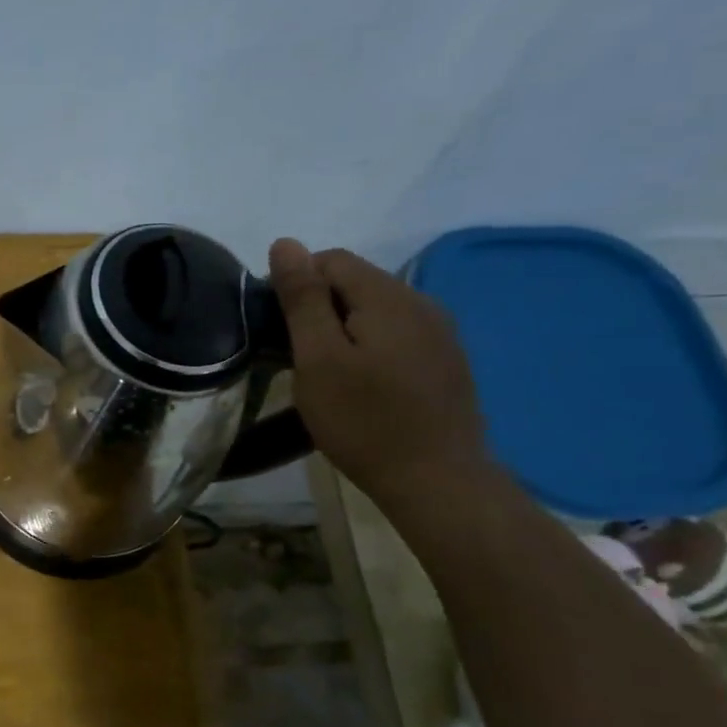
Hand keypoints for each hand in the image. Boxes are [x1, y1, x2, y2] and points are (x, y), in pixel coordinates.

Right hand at [268, 239, 488, 500]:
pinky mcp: (448, 362)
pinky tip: (365, 386)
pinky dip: (371, 347)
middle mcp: (422, 302)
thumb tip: (286, 243)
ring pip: (377, 310)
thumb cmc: (364, 421)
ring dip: (345, 329)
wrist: (437, 482)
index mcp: (388, 296)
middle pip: (357, 282)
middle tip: (299, 359)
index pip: (330, 259)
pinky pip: (398, 335)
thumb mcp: (318, 358)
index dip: (296, 285)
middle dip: (320, 308)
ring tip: (328, 374)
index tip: (279, 330)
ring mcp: (441, 333)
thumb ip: (302, 298)